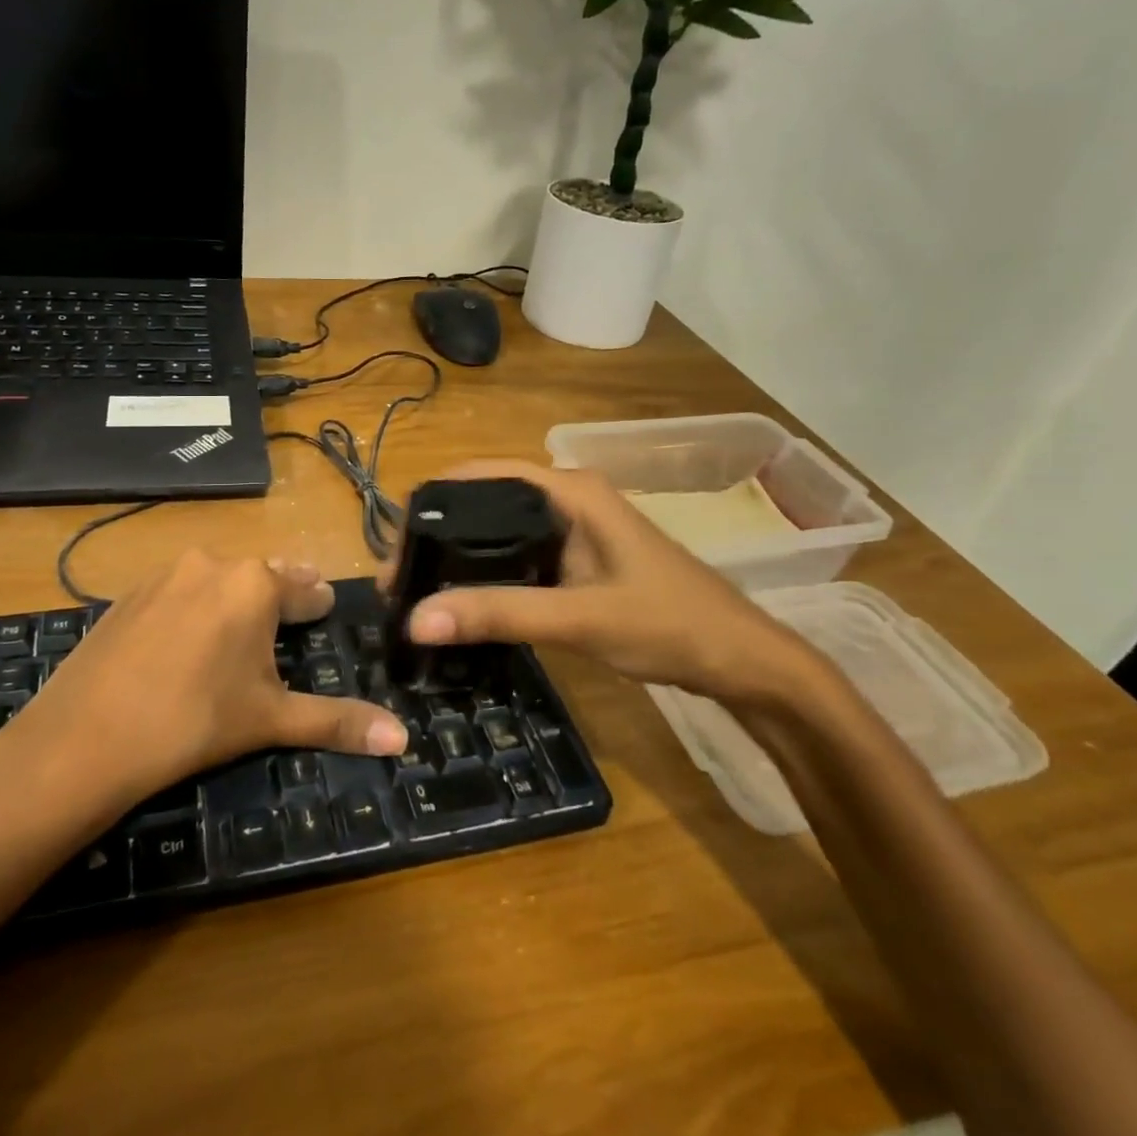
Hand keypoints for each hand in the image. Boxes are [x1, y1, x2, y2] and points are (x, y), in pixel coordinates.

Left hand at [0, 550, 408, 810]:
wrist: (83, 738)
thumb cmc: (194, 722)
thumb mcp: (271, 720)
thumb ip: (338, 721)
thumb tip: (403, 738)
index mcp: (256, 584)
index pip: (304, 589)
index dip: (318, 603)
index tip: (326, 607)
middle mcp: (213, 563)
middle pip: (262, 576)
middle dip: (281, 593)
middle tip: (296, 609)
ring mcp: (166, 573)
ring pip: (218, 578)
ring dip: (236, 597)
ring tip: (242, 626)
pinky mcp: (129, 592)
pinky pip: (179, 590)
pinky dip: (194, 605)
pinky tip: (188, 636)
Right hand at [384, 460, 826, 707]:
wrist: (740, 659)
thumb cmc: (668, 623)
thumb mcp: (579, 618)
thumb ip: (499, 614)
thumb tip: (416, 619)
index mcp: (567, 490)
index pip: (478, 476)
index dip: (430, 504)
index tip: (396, 551)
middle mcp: (565, 497)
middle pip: (482, 501)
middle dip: (437, 534)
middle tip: (400, 583)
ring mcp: (572, 528)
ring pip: (497, 530)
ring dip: (458, 556)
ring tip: (418, 594)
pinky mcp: (576, 558)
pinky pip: (516, 555)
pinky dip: (486, 573)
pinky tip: (464, 602)